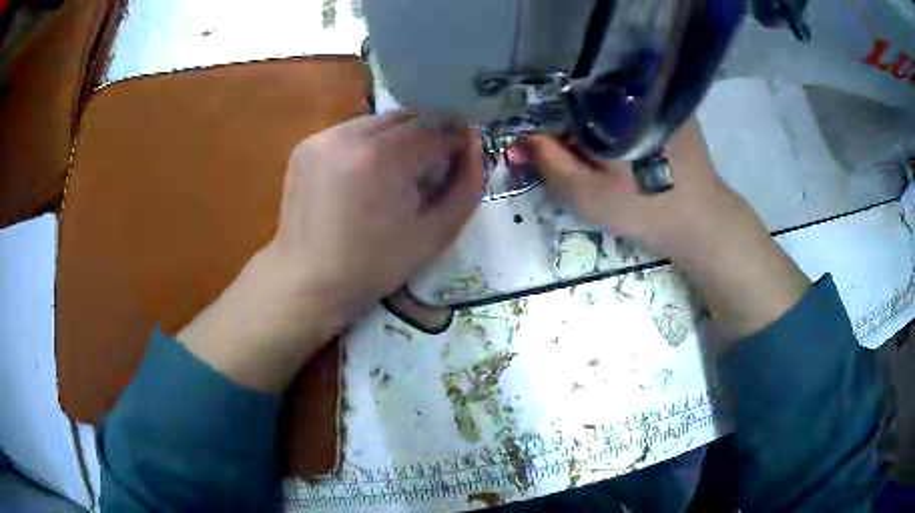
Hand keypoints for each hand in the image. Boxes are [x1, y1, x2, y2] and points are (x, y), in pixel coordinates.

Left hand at [178, 113, 481, 392]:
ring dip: (399, 137)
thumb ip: (466, 185)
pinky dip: (369, 144)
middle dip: (428, 134)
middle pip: (406, 117)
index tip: (465, 152)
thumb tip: (475, 147)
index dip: (457, 138)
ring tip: (400, 170)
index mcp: (382, 157)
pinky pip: (352, 132)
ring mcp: (323, 137)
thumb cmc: (374, 265)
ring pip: (378, 122)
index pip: (435, 128)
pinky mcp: (306, 145)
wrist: (307, 279)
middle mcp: (349, 135)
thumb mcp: (436, 233)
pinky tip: (368, 173)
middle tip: (435, 163)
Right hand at [517, 118, 809, 340]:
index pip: (561, 101)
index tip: (535, 149)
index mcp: (613, 105)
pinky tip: (616, 151)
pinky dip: (613, 126)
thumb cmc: (645, 209)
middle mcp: (635, 91)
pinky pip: (628, 110)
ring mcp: (656, 99)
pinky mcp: (669, 111)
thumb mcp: (588, 194)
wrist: (702, 223)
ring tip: (590, 158)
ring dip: (591, 126)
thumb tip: (519, 140)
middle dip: (567, 125)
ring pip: (607, 104)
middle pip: (584, 99)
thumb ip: (550, 163)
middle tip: (565, 160)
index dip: (543, 123)